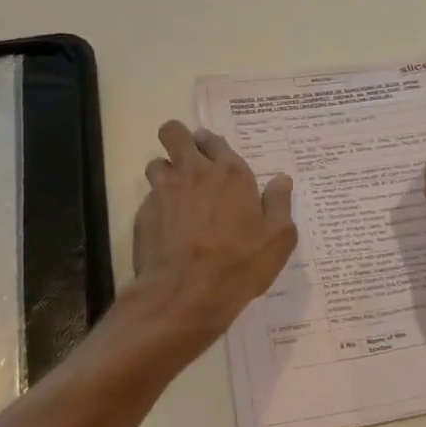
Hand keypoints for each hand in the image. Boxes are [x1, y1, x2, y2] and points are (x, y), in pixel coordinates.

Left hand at [132, 120, 297, 339]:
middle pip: (175, 133)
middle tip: (190, 161)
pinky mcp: (143, 213)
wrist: (187, 293)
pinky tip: (168, 229)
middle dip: (179, 139)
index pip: (215, 139)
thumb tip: (282, 179)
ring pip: (157, 163)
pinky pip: (149, 198)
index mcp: (230, 173)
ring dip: (166, 172)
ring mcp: (164, 191)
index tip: (217, 159)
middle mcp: (194, 172)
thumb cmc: (239, 263)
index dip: (213, 145)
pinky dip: (158, 207)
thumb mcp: (279, 238)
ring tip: (177, 195)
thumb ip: (280, 203)